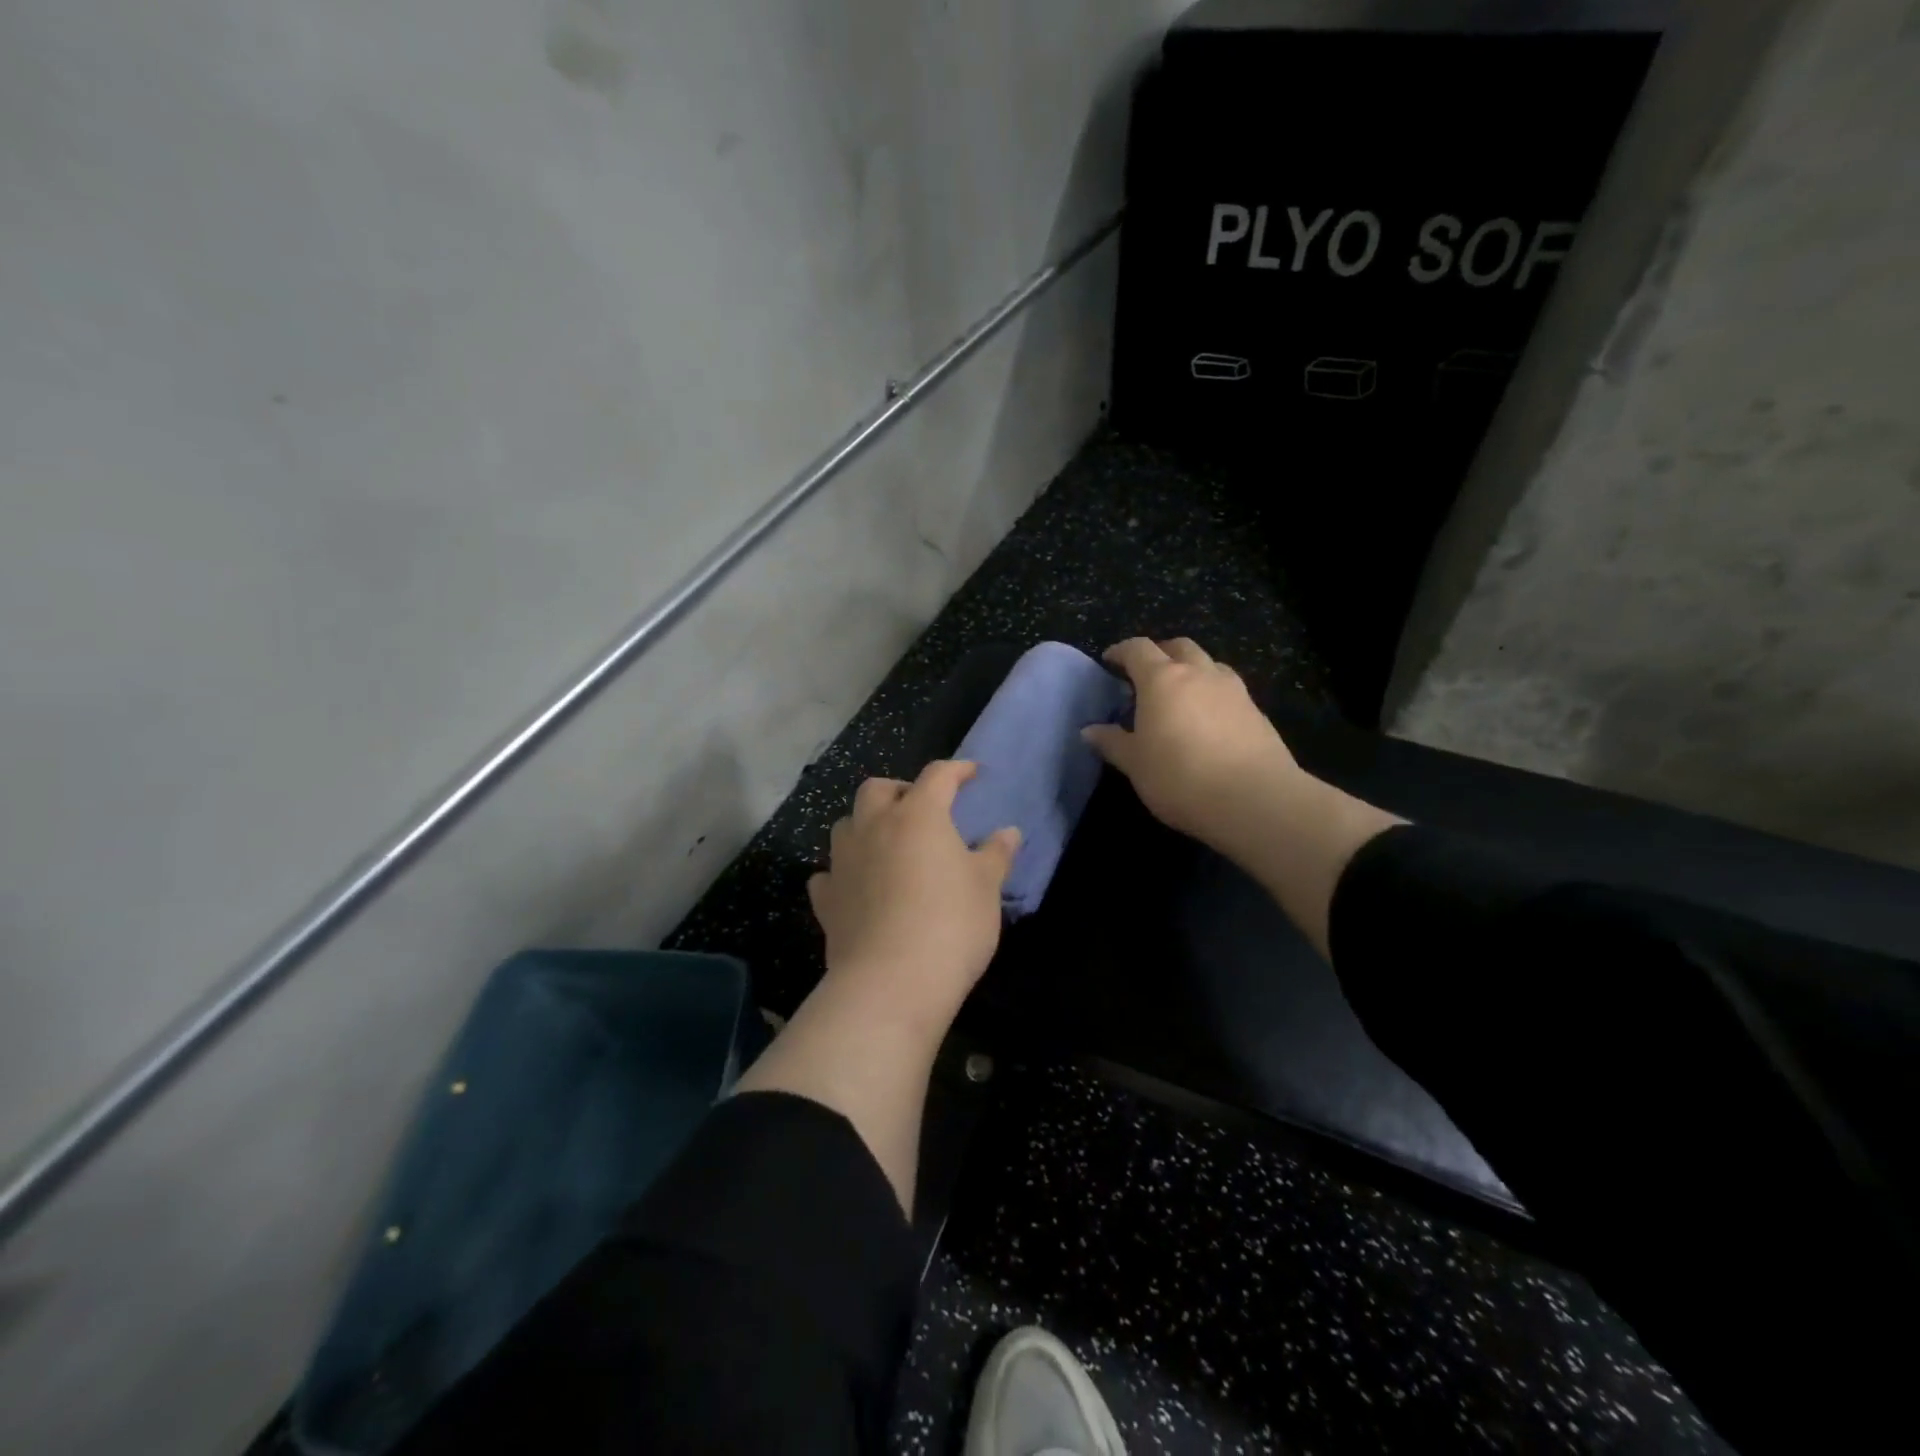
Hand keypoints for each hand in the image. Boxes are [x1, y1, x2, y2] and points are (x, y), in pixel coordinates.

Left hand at [808, 760, 1021, 1030]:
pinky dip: (843, 871)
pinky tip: (856, 885)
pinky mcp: (826, 899)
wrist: (891, 982)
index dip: (957, 770)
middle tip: (920, 808)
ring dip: (866, 824)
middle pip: (878, 789)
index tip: (971, 773)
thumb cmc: (951, 925)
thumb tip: (1009, 832)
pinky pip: (829, 872)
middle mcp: (874, 827)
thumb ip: (995, 855)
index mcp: (918, 816)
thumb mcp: (986, 888)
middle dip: (899, 790)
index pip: (938, 776)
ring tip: (886, 843)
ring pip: (846, 824)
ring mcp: (844, 862)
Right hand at [1083, 637, 1309, 857]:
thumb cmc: (1180, 777)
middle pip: (1178, 646)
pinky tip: (1207, 719)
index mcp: (1162, 679)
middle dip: (1159, 653)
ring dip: (1191, 669)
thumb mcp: (1135, 764)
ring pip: (1208, 663)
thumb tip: (1089, 730)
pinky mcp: (1256, 711)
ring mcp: (1232, 689)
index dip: (1121, 651)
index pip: (1138, 649)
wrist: (1253, 799)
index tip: (1109, 661)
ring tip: (1180, 694)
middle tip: (1145, 674)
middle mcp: (1199, 673)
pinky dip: (1212, 692)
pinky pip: (1228, 688)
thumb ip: (1112, 742)